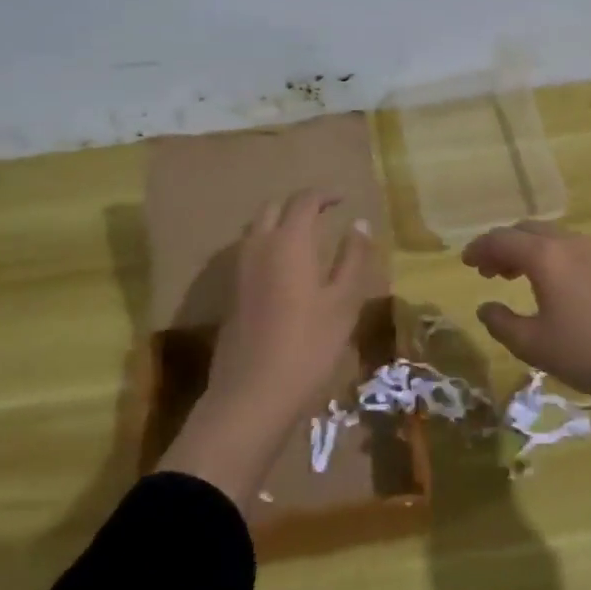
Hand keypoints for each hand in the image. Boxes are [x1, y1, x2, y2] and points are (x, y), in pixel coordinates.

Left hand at [159, 189, 370, 502]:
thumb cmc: (309, 346)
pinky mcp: (231, 293)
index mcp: (289, 241)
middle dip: (298, 205)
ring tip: (305, 238)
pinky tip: (284, 269)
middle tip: (323, 215)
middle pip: (274, 208)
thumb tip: (359, 223)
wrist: (252, 394)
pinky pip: (249, 252)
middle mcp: (258, 246)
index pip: (304, 201)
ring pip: (257, 229)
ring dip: (280, 224)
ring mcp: (239, 270)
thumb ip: (353, 258)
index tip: (343, 199)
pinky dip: (268, 245)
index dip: (324, 195)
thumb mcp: (344, 302)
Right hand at [462, 220, 590, 409]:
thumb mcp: (533, 345)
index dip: (479, 248)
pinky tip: (549, 285)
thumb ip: (501, 323)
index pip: (501, 239)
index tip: (465, 262)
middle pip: (526, 230)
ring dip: (526, 250)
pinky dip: (548, 257)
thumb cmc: (587, 353)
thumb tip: (485, 308)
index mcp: (544, 256)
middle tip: (487, 270)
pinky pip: (568, 249)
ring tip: (512, 276)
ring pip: (549, 238)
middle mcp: (568, 243)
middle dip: (502, 246)